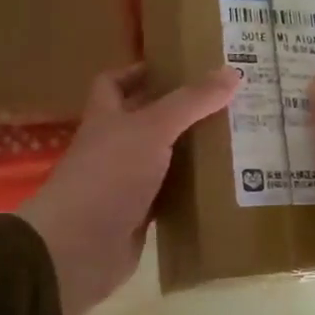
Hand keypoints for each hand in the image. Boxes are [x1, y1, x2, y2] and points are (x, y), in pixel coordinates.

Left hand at [18, 64, 237, 314]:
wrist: (80, 247)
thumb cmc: (109, 174)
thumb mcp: (153, 128)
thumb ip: (191, 101)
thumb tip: (233, 71)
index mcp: (106, 118)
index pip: (114, 83)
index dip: (139, 72)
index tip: (177, 67)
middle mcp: (113, 147)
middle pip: (146, 121)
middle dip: (180, 112)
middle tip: (224, 102)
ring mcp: (125, 183)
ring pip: (162, 160)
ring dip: (190, 152)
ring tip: (234, 137)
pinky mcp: (139, 216)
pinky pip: (170, 196)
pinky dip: (191, 191)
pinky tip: (222, 184)